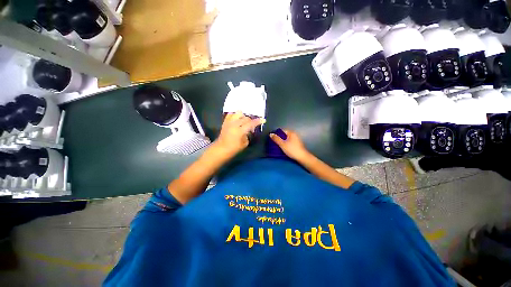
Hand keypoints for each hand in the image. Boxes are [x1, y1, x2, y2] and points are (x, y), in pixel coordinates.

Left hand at [213, 112, 264, 157]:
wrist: (221, 149)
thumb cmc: (233, 149)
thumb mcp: (244, 144)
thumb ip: (247, 135)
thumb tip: (248, 131)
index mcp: (240, 131)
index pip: (251, 123)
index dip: (258, 121)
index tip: (263, 120)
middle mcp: (234, 124)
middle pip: (246, 118)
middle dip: (251, 121)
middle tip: (252, 127)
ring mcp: (229, 122)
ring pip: (238, 113)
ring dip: (243, 116)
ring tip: (244, 121)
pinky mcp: (225, 122)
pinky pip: (231, 114)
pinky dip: (235, 115)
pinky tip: (237, 119)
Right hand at [270, 129, 309, 160]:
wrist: (301, 157)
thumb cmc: (292, 150)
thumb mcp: (282, 144)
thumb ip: (276, 139)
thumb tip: (271, 134)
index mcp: (291, 133)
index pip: (282, 131)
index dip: (276, 134)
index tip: (272, 138)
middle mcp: (294, 135)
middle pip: (284, 135)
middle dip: (279, 138)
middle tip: (274, 142)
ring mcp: (296, 140)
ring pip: (286, 139)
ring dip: (282, 142)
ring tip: (277, 146)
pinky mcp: (296, 144)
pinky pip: (289, 142)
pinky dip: (285, 144)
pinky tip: (282, 148)